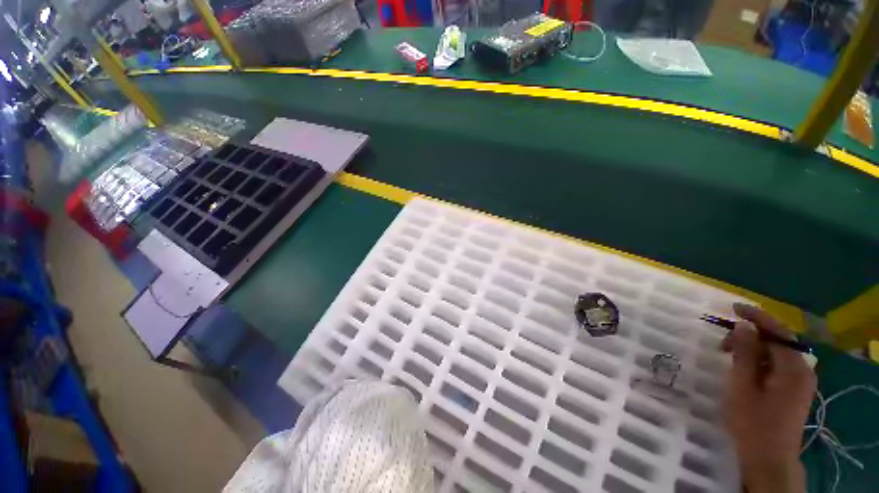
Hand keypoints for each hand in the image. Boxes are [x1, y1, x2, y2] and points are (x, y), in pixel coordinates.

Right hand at [721, 303, 815, 492]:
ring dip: (753, 349)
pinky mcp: (794, 391)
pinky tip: (744, 370)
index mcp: (793, 368)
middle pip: (778, 341)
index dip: (755, 316)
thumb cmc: (753, 421)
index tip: (733, 308)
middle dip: (751, 336)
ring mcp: (800, 382)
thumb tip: (743, 325)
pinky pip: (777, 366)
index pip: (777, 331)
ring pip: (776, 354)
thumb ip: (744, 353)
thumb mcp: (742, 385)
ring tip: (729, 357)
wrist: (769, 458)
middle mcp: (802, 370)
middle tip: (722, 343)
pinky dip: (760, 362)